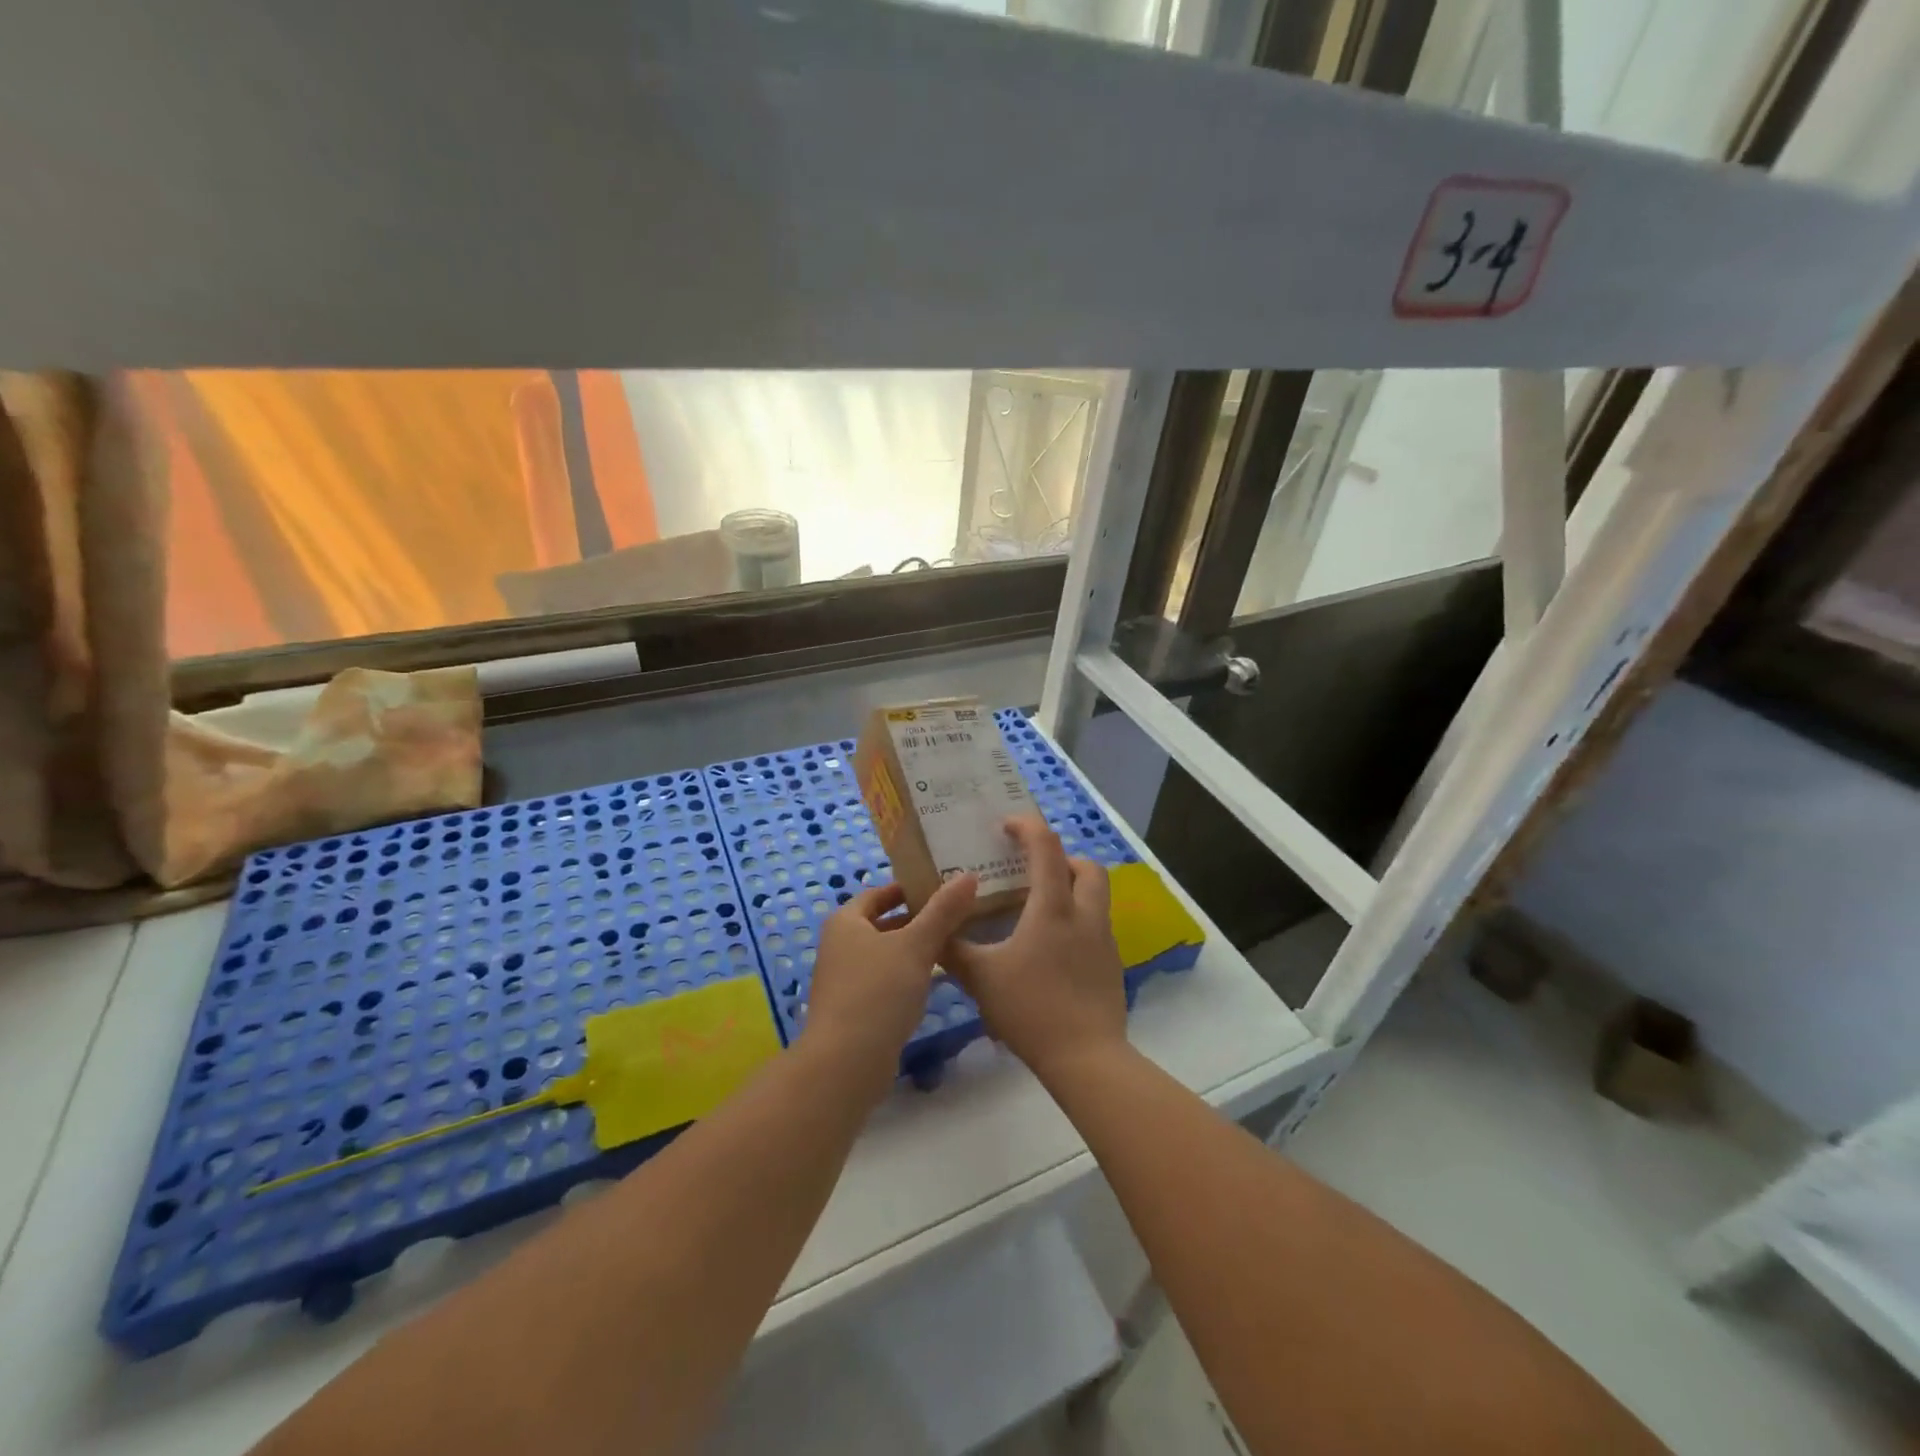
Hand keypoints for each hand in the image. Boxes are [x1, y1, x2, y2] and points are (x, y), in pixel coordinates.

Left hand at [802, 873, 978, 1089]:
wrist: (846, 1063)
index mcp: (845, 922)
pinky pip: (884, 981)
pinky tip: (934, 982)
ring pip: (885, 954)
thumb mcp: (916, 946)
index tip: (942, 888)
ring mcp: (844, 980)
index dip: (908, 889)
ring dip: (914, 950)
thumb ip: (943, 911)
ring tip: (953, 945)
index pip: (878, 893)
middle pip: (883, 924)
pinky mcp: (854, 1009)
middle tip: (956, 916)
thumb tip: (969, 875)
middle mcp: (839, 946)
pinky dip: (906, 976)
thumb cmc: (878, 992)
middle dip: (916, 920)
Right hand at [945, 816, 1127, 1083]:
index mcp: (1053, 908)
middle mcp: (1086, 915)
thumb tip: (932, 931)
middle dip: (1062, 859)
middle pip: (1087, 867)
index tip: (1006, 826)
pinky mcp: (1112, 966)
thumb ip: (953, 950)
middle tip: (1032, 870)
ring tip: (1038, 909)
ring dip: (1071, 890)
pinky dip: (1076, 922)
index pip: (1046, 847)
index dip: (1027, 827)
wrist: (1086, 1058)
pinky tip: (1051, 950)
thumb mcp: (981, 978)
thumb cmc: (1030, 1009)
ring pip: (1096, 898)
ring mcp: (1104, 941)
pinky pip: (1096, 928)